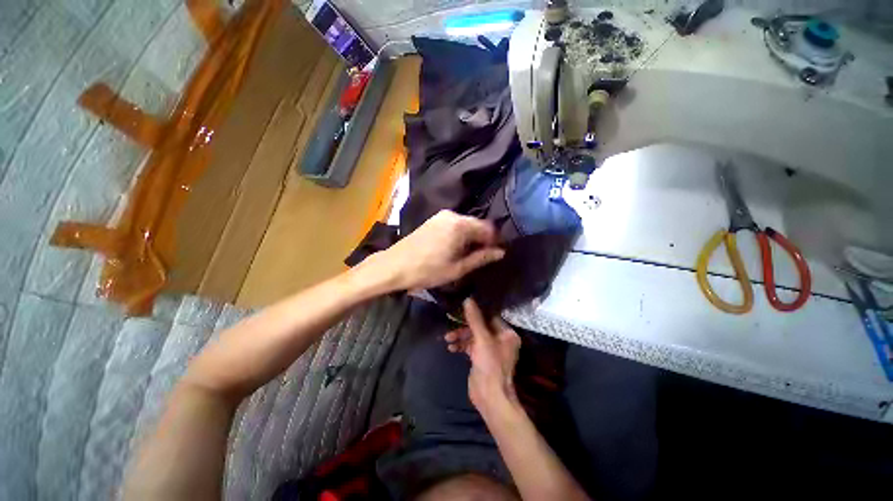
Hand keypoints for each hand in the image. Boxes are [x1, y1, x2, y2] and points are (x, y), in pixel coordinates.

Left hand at [369, 210, 504, 290]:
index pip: (488, 228)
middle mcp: (453, 215)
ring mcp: (441, 216)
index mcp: (461, 225)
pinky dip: (459, 234)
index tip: (493, 255)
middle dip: (482, 239)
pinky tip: (454, 248)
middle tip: (480, 257)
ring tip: (466, 255)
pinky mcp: (433, 219)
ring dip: (470, 237)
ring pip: (466, 224)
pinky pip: (454, 224)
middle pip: (477, 224)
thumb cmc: (427, 270)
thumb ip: (481, 258)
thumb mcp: (458, 269)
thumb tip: (501, 252)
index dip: (494, 242)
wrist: (394, 265)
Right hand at [445, 298, 520, 409]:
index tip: (462, 306)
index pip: (490, 316)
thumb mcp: (482, 339)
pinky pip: (470, 346)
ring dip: (460, 336)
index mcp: (507, 333)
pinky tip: (450, 348)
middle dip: (464, 327)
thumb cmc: (490, 365)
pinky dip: (461, 345)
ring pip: (473, 336)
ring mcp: (490, 349)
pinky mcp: (481, 357)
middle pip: (480, 326)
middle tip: (451, 328)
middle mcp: (500, 339)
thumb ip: (474, 319)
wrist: (489, 397)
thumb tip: (468, 299)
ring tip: (447, 339)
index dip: (477, 312)